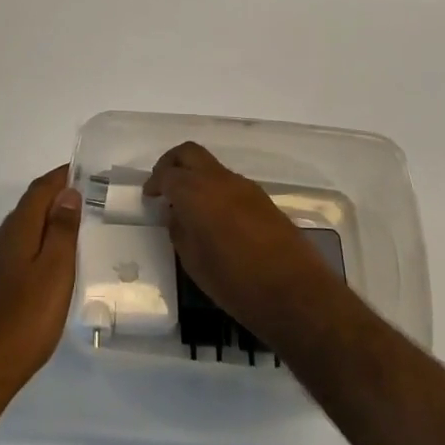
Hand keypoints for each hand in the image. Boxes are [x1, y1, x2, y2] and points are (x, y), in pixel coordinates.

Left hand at [0, 167, 81, 413]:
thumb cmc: (22, 321)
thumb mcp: (54, 274)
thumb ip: (61, 232)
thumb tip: (67, 193)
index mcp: (16, 232)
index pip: (39, 191)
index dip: (60, 177)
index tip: (81, 168)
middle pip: (28, 210)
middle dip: (53, 200)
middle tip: (84, 200)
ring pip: (19, 234)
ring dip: (43, 225)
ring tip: (71, 232)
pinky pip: (13, 255)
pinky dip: (33, 248)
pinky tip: (44, 269)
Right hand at [145, 142, 334, 343]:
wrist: (294, 291)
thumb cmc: (234, 282)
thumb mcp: (193, 262)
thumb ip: (179, 230)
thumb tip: (176, 214)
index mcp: (196, 192)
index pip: (167, 173)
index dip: (154, 183)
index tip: (149, 197)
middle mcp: (219, 180)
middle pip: (189, 153)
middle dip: (172, 163)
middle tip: (163, 186)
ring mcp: (244, 186)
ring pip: (211, 166)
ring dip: (196, 176)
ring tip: (188, 206)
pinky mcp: (262, 198)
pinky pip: (229, 182)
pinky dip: (214, 189)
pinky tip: (214, 216)